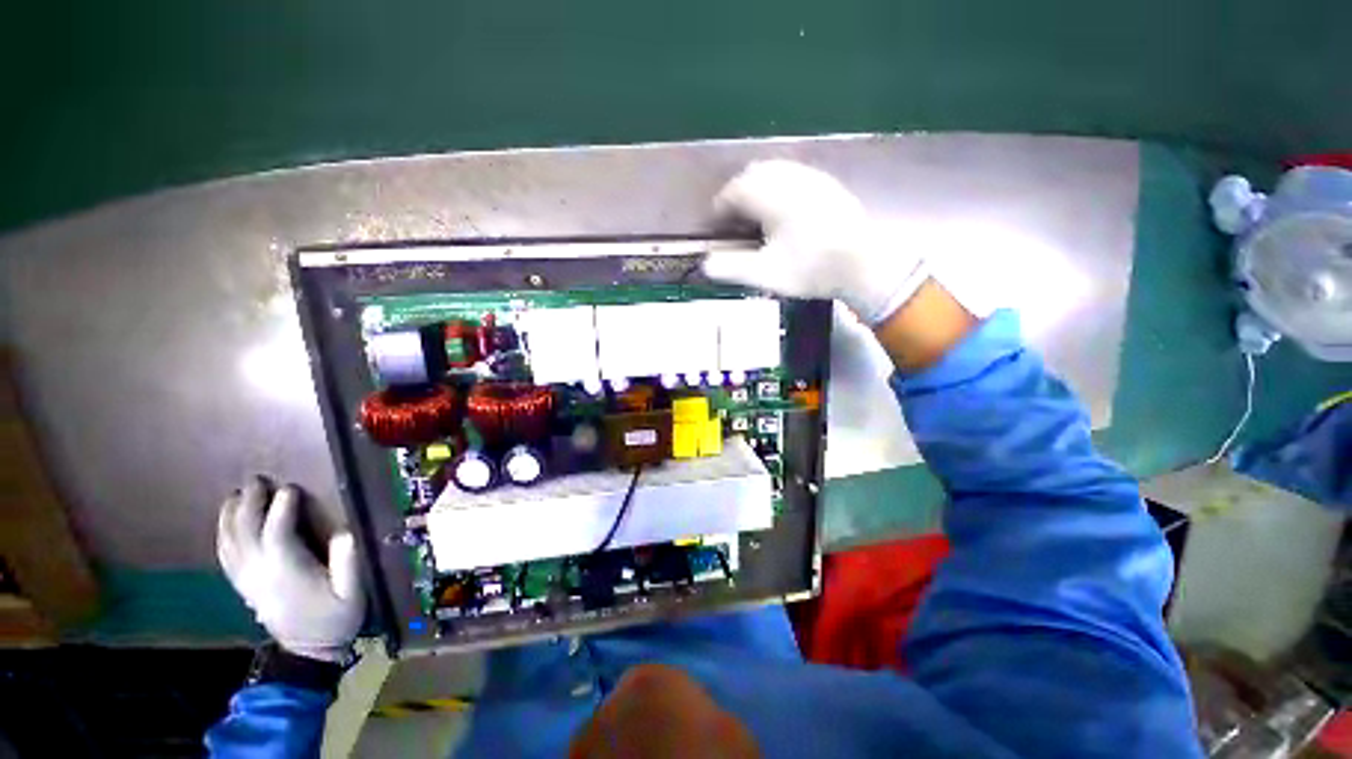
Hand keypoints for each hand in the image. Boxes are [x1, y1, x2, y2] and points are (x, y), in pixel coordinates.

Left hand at [217, 477, 364, 662]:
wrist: (307, 653)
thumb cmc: (335, 620)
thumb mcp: (353, 594)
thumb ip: (348, 564)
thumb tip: (346, 533)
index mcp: (288, 572)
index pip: (277, 534)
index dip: (281, 509)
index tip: (290, 488)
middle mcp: (261, 573)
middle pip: (246, 533)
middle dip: (250, 504)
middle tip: (257, 480)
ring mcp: (248, 581)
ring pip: (230, 543)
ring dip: (231, 517)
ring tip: (237, 495)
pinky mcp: (244, 587)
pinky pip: (226, 557)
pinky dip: (224, 536)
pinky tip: (227, 524)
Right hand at [703, 160, 928, 325]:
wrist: (863, 264)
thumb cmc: (811, 269)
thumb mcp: (767, 274)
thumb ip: (732, 268)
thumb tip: (705, 264)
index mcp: (773, 198)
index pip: (736, 191)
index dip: (721, 206)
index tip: (715, 221)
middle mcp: (791, 179)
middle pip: (755, 174)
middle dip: (738, 192)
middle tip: (733, 216)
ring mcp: (812, 179)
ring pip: (776, 170)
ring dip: (759, 185)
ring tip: (755, 211)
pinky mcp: (827, 185)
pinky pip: (794, 174)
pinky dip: (779, 185)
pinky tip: (783, 207)